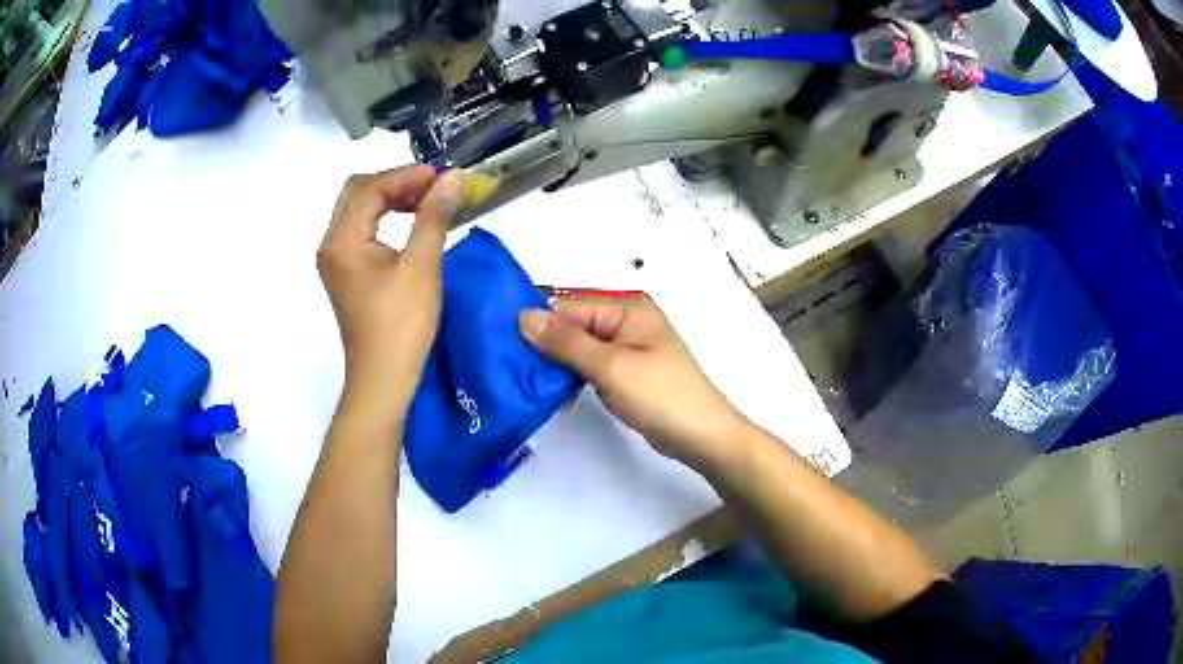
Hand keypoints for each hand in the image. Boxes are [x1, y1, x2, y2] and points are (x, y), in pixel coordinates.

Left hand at [318, 165, 459, 414]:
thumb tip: (451, 180)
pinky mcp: (345, 272)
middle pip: (358, 192)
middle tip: (433, 185)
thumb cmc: (401, 326)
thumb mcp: (421, 267)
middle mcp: (331, 244)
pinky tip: (410, 222)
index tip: (442, 175)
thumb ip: (433, 217)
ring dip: (391, 198)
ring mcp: (336, 259)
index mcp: (342, 240)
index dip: (406, 175)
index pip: (370, 188)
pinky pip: (361, 229)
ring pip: (358, 209)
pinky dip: (385, 217)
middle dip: (396, 182)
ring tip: (427, 200)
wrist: (383, 378)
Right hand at [518, 297, 751, 467]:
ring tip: (525, 384)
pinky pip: (589, 365)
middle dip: (544, 344)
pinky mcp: (625, 371)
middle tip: (509, 367)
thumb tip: (523, 316)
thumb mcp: (610, 367)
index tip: (502, 342)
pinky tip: (554, 396)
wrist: (701, 436)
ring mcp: (626, 347)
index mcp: (626, 308)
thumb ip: (566, 341)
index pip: (568, 305)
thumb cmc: (661, 396)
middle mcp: (625, 320)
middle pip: (572, 324)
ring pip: (578, 347)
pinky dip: (572, 377)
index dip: (537, 322)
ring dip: (556, 364)